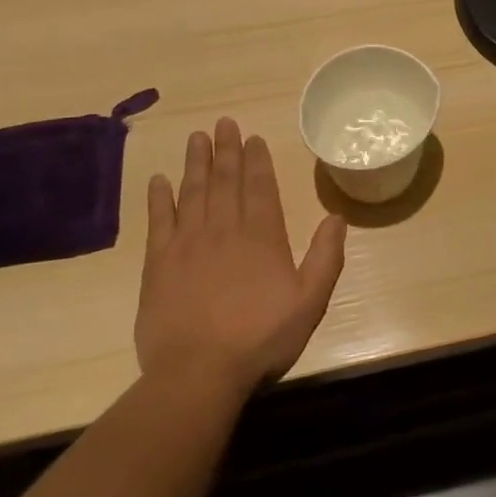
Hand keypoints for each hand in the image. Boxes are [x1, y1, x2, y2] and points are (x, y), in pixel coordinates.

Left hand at [136, 118, 347, 398]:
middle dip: (226, 150)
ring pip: (193, 192)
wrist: (198, 373)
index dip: (257, 160)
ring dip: (196, 163)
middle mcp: (225, 229)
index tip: (253, 137)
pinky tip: (159, 180)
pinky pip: (159, 222)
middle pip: (225, 181)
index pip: (260, 187)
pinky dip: (159, 199)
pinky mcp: (158, 264)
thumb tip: (337, 217)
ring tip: (197, 138)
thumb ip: (326, 257)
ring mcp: (188, 244)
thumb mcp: (310, 301)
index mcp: (262, 236)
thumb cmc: (260, 338)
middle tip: (223, 123)